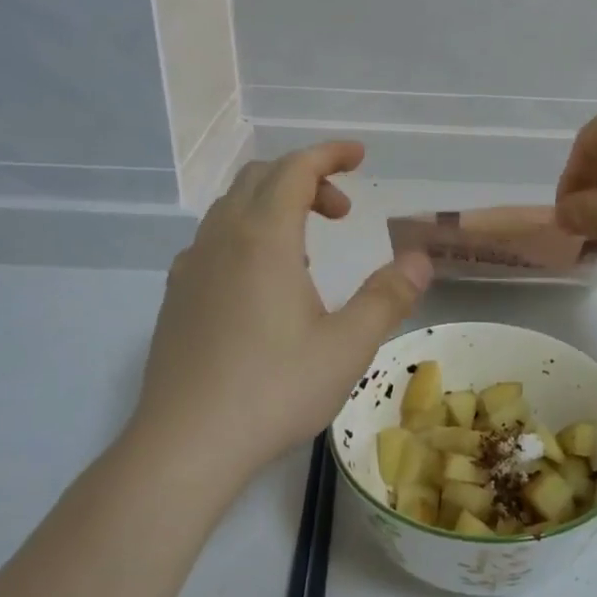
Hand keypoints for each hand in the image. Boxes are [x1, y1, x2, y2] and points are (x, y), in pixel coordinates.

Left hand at [130, 142, 431, 485]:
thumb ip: (388, 296)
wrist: (186, 443)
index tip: (360, 157)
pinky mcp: (177, 296)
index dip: (329, 154)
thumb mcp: (348, 346)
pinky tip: (264, 283)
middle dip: (306, 179)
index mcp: (264, 239)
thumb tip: (419, 259)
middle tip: (343, 212)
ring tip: (309, 250)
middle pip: (261, 178)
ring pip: (232, 208)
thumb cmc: (275, 389)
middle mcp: (222, 239)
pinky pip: (214, 240)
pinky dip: (247, 235)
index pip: (296, 169)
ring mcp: (191, 266)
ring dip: (274, 206)